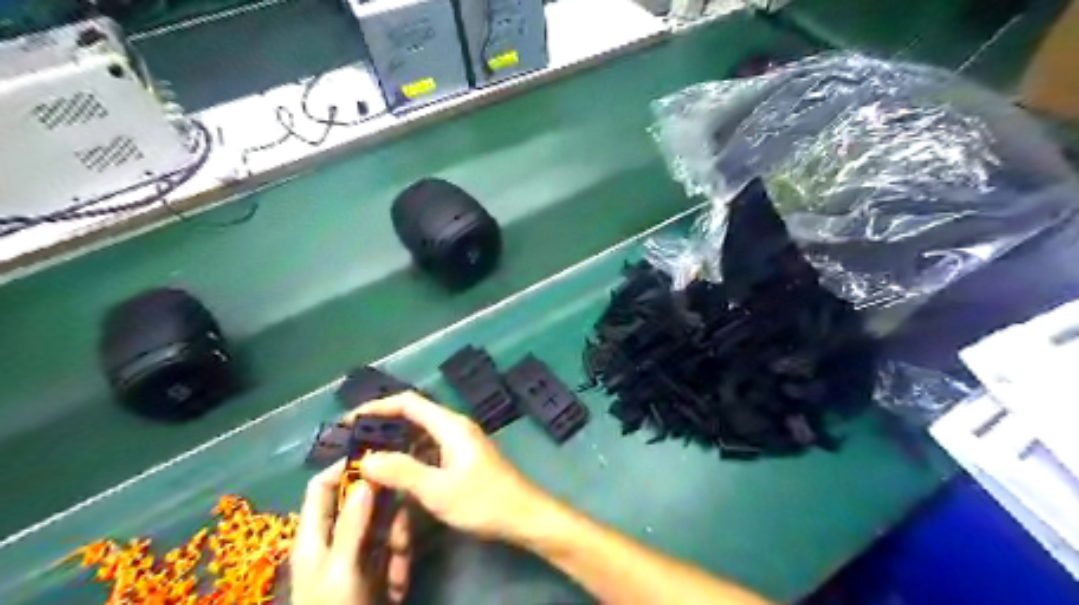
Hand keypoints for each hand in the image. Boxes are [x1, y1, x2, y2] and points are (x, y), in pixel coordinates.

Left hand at [288, 458, 411, 603]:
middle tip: (407, 486)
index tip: (377, 452)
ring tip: (405, 546)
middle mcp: (336, 539)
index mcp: (314, 536)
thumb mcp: (339, 570)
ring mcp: (358, 556)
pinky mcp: (377, 572)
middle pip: (359, 503)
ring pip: (382, 525)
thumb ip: (351, 525)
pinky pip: (392, 552)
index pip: (322, 488)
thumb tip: (365, 479)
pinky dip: (400, 559)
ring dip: (397, 532)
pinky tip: (401, 578)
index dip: (344, 467)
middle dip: (383, 498)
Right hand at [349, 396, 550, 539]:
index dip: (377, 407)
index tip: (349, 421)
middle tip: (353, 443)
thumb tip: (366, 459)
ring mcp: (460, 442)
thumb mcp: (438, 490)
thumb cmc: (483, 500)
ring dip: (395, 443)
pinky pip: (430, 449)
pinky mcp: (463, 458)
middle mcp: (455, 426)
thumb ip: (402, 472)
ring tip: (366, 458)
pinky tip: (395, 474)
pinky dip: (409, 456)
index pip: (408, 403)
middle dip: (383, 425)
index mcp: (450, 425)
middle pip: (413, 415)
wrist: (523, 515)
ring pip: (421, 434)